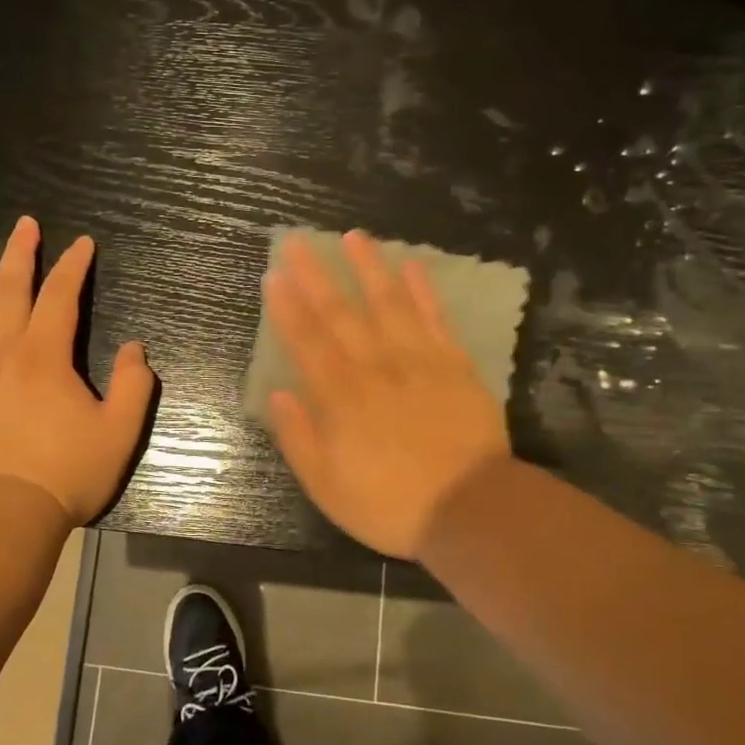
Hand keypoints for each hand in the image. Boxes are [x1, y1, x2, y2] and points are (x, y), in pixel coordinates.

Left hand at [0, 216, 155, 523]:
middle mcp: (2, 350)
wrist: (4, 513)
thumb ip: (134, 385)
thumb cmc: (67, 471)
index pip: (61, 295)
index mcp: (46, 354)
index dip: (73, 265)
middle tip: (24, 224)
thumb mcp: (120, 431)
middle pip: (11, 290)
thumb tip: (136, 348)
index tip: (83, 243)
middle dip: (21, 253)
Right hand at [264, 230, 510, 558]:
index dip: (287, 307)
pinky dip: (424, 290)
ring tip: (354, 237)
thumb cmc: (390, 504)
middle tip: (298, 241)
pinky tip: (413, 264)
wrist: (470, 508)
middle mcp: (375, 367)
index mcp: (340, 397)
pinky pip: (436, 318)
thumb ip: (299, 437)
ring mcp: (419, 360)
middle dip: (316, 275)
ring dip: (369, 268)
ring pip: (389, 303)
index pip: (306, 341)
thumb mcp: (327, 486)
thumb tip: (279, 393)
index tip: (273, 274)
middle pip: (341, 313)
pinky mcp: (455, 364)